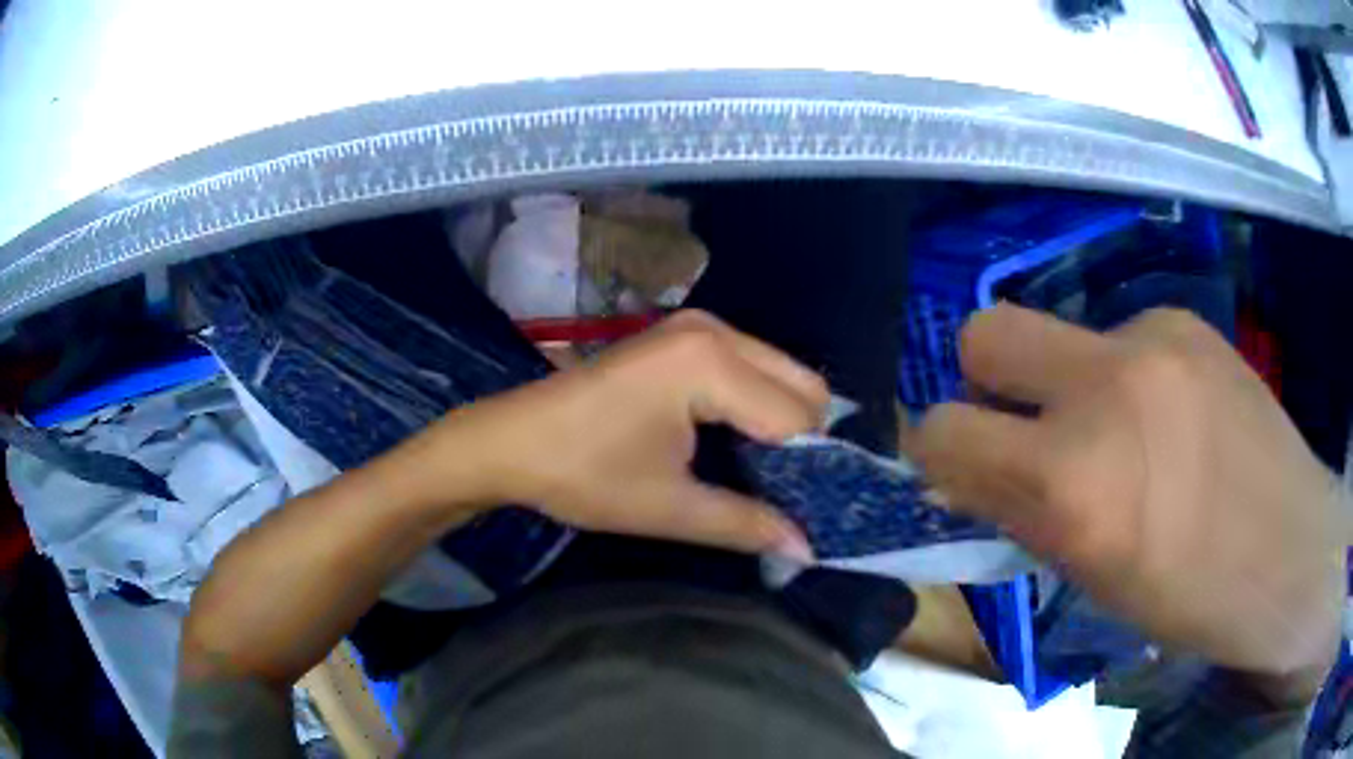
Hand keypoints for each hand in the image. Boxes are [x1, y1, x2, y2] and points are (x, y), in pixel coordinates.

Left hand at [419, 310, 826, 559]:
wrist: (511, 441)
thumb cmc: (583, 474)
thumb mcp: (669, 507)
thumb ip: (747, 524)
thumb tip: (806, 549)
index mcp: (711, 363)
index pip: (799, 418)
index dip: (809, 470)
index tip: (803, 512)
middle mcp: (715, 330)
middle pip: (801, 385)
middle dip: (802, 441)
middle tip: (780, 492)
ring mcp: (697, 326)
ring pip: (779, 373)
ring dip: (781, 422)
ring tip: (759, 473)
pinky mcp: (682, 336)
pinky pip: (750, 367)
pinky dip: (755, 404)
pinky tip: (732, 442)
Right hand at [906, 304, 1348, 700]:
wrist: (1290, 553)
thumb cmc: (1188, 598)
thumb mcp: (1090, 576)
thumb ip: (1025, 511)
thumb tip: (977, 474)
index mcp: (1071, 484)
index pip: (942, 431)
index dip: (939, 452)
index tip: (961, 469)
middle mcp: (1103, 389)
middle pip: (984, 332)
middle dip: (985, 380)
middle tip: (1026, 426)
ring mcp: (1151, 338)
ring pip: (1059, 333)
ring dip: (1068, 382)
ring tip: (1125, 432)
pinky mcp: (1184, 319)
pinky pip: (1122, 335)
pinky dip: (1126, 374)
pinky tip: (1171, 416)